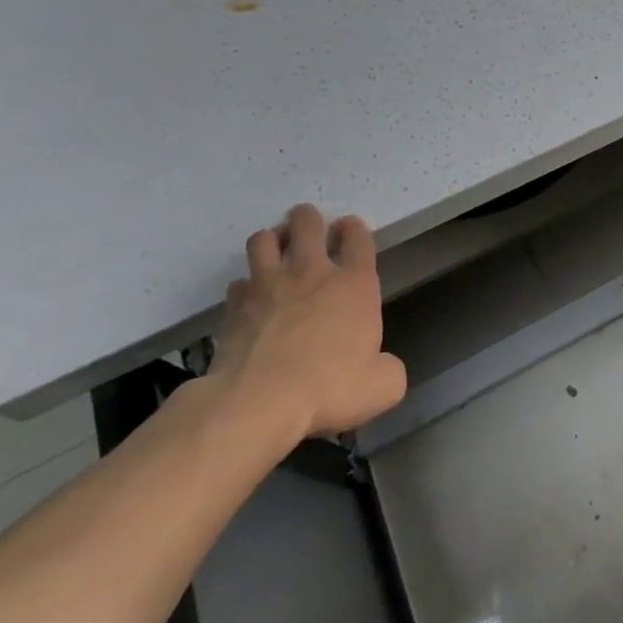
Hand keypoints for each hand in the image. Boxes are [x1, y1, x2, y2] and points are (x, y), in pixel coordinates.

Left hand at [210, 204, 406, 442]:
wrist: (259, 403)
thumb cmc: (330, 388)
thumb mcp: (383, 385)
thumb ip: (388, 367)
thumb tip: (381, 364)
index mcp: (354, 284)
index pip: (358, 237)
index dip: (354, 229)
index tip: (350, 231)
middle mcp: (311, 273)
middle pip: (307, 223)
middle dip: (309, 218)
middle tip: (310, 228)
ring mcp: (268, 286)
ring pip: (264, 239)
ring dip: (272, 240)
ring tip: (277, 251)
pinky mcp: (234, 307)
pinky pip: (238, 282)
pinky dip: (246, 286)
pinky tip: (251, 298)